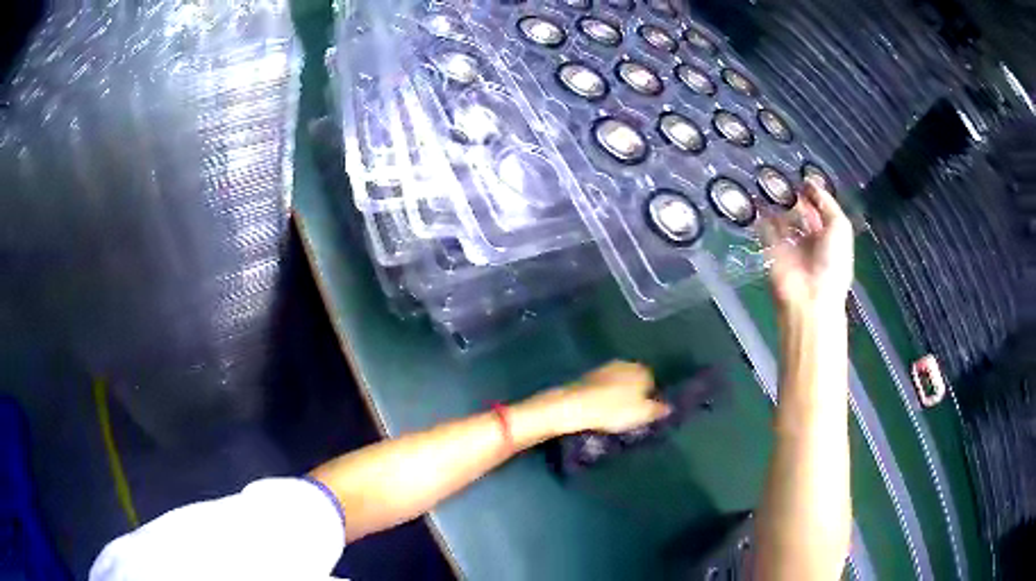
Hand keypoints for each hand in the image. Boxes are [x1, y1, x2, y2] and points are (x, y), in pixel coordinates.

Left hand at [529, 361, 671, 434]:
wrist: (575, 405)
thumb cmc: (614, 409)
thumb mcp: (643, 414)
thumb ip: (658, 409)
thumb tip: (669, 407)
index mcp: (641, 369)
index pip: (653, 382)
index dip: (650, 398)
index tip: (645, 413)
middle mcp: (625, 364)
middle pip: (635, 380)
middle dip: (634, 394)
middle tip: (630, 414)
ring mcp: (605, 368)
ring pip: (619, 383)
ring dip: (618, 395)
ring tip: (614, 414)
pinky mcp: (589, 376)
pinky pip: (604, 387)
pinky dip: (604, 396)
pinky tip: (600, 409)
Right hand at [765, 179, 853, 310]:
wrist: (810, 297)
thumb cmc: (832, 263)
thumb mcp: (840, 227)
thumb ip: (827, 203)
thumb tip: (810, 183)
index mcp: (829, 236)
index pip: (820, 209)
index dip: (813, 193)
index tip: (802, 177)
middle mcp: (810, 239)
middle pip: (801, 212)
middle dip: (794, 196)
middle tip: (783, 176)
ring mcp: (791, 245)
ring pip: (782, 219)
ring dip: (777, 203)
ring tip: (769, 182)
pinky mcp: (772, 251)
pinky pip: (765, 229)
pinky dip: (761, 216)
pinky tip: (758, 198)